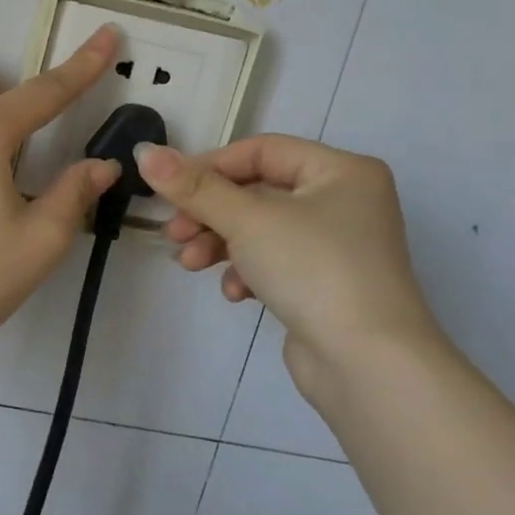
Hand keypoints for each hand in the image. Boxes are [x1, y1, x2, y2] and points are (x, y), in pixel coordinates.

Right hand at [136, 137, 442, 395]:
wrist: (369, 363)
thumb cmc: (313, 269)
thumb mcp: (247, 220)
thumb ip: (193, 186)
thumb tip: (144, 151)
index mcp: (341, 171)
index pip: (261, 151)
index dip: (210, 166)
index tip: (170, 190)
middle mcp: (345, 201)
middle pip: (257, 192)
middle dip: (209, 213)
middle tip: (173, 233)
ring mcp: (337, 246)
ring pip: (260, 229)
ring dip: (219, 243)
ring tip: (190, 265)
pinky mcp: (326, 285)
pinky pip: (275, 262)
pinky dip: (247, 271)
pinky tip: (235, 293)